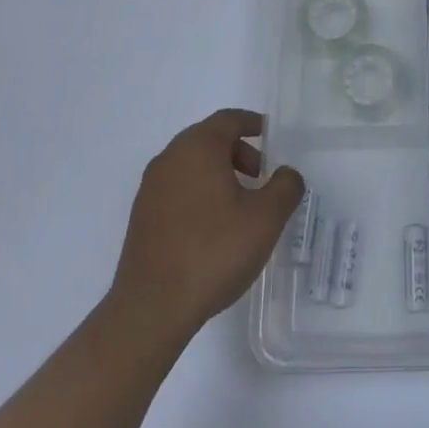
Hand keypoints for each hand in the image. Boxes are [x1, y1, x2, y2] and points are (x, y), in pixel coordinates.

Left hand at [110, 109, 303, 344]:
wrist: (152, 308)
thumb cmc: (214, 251)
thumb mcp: (266, 218)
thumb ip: (285, 187)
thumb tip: (287, 174)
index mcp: (198, 147)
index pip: (228, 120)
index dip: (252, 123)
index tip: (271, 136)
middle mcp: (169, 159)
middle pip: (208, 140)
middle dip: (238, 152)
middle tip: (261, 176)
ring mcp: (150, 189)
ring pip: (191, 166)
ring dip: (219, 174)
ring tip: (241, 206)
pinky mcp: (141, 218)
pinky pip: (177, 190)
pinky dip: (199, 194)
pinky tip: (214, 228)